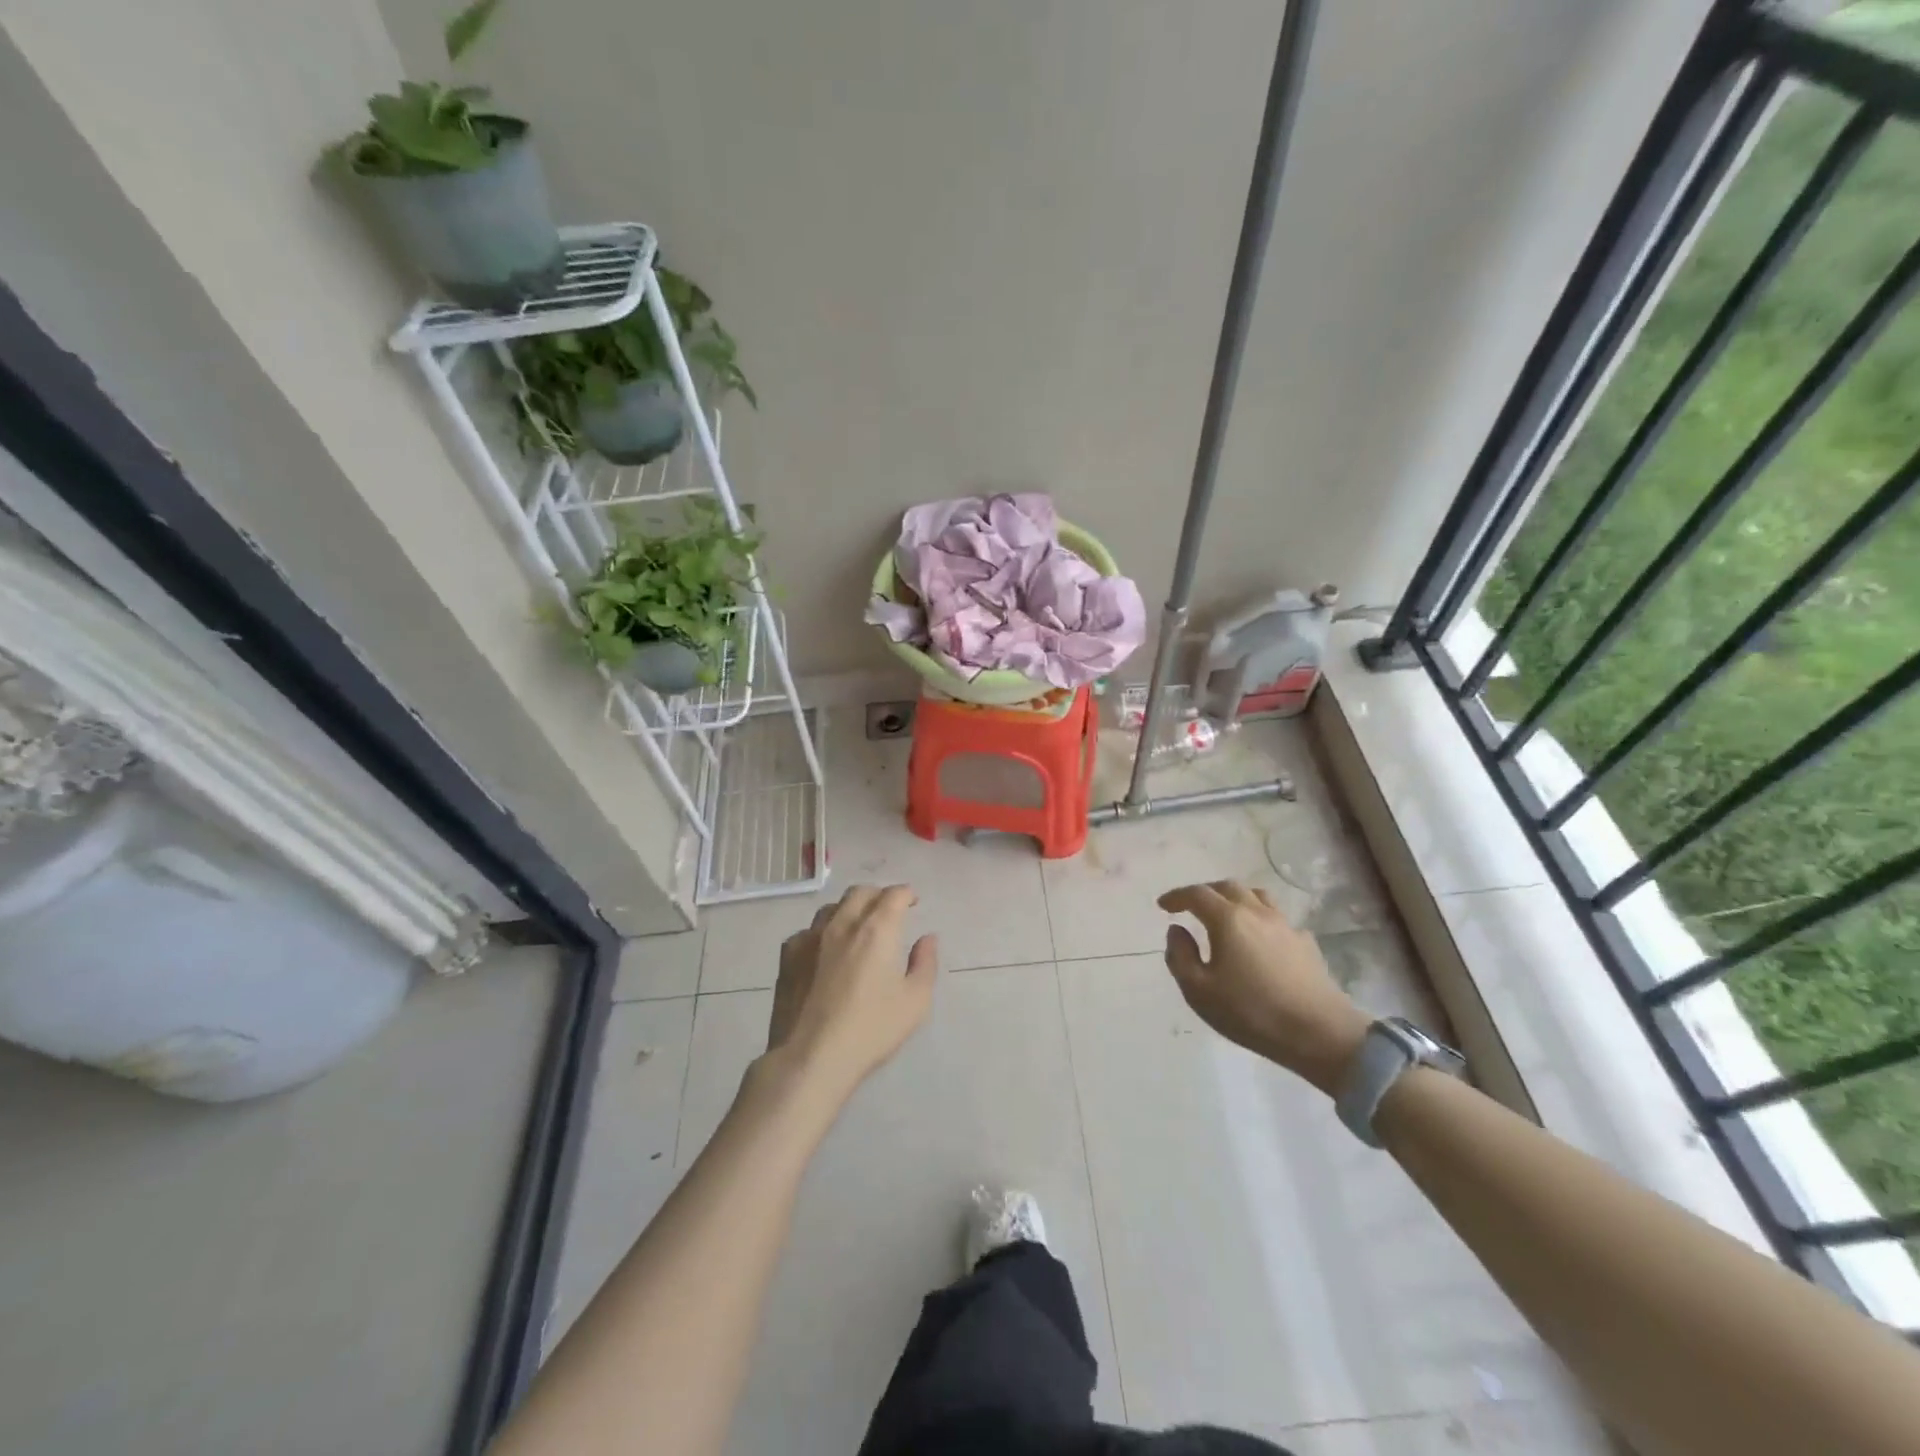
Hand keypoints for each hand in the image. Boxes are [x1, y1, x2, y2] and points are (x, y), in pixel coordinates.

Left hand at [765, 884, 938, 1103]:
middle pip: (860, 892)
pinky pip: (808, 931)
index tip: (912, 901)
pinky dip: (823, 932)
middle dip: (878, 895)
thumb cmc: (870, 1030)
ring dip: (849, 910)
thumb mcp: (915, 1002)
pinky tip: (824, 952)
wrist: (809, 1057)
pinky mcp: (787, 956)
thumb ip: (925, 964)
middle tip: (888, 910)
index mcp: (877, 930)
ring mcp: (810, 937)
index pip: (893, 894)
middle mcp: (842, 924)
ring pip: (832, 908)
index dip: (905, 893)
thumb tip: (927, 938)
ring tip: (856, 928)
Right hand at [1158, 880, 1369, 1094]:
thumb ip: (1180, 956)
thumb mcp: (1199, 991)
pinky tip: (1260, 940)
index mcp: (1228, 919)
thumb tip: (1176, 930)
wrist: (1320, 1033)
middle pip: (1227, 887)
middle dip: (1204, 892)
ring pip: (1256, 896)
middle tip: (1190, 906)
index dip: (1176, 896)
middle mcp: (1257, 912)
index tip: (1163, 906)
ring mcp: (1285, 925)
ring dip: (1234, 898)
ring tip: (1225, 914)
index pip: (1196, 894)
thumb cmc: (1252, 1012)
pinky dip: (1260, 919)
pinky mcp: (1305, 943)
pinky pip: (1277, 918)